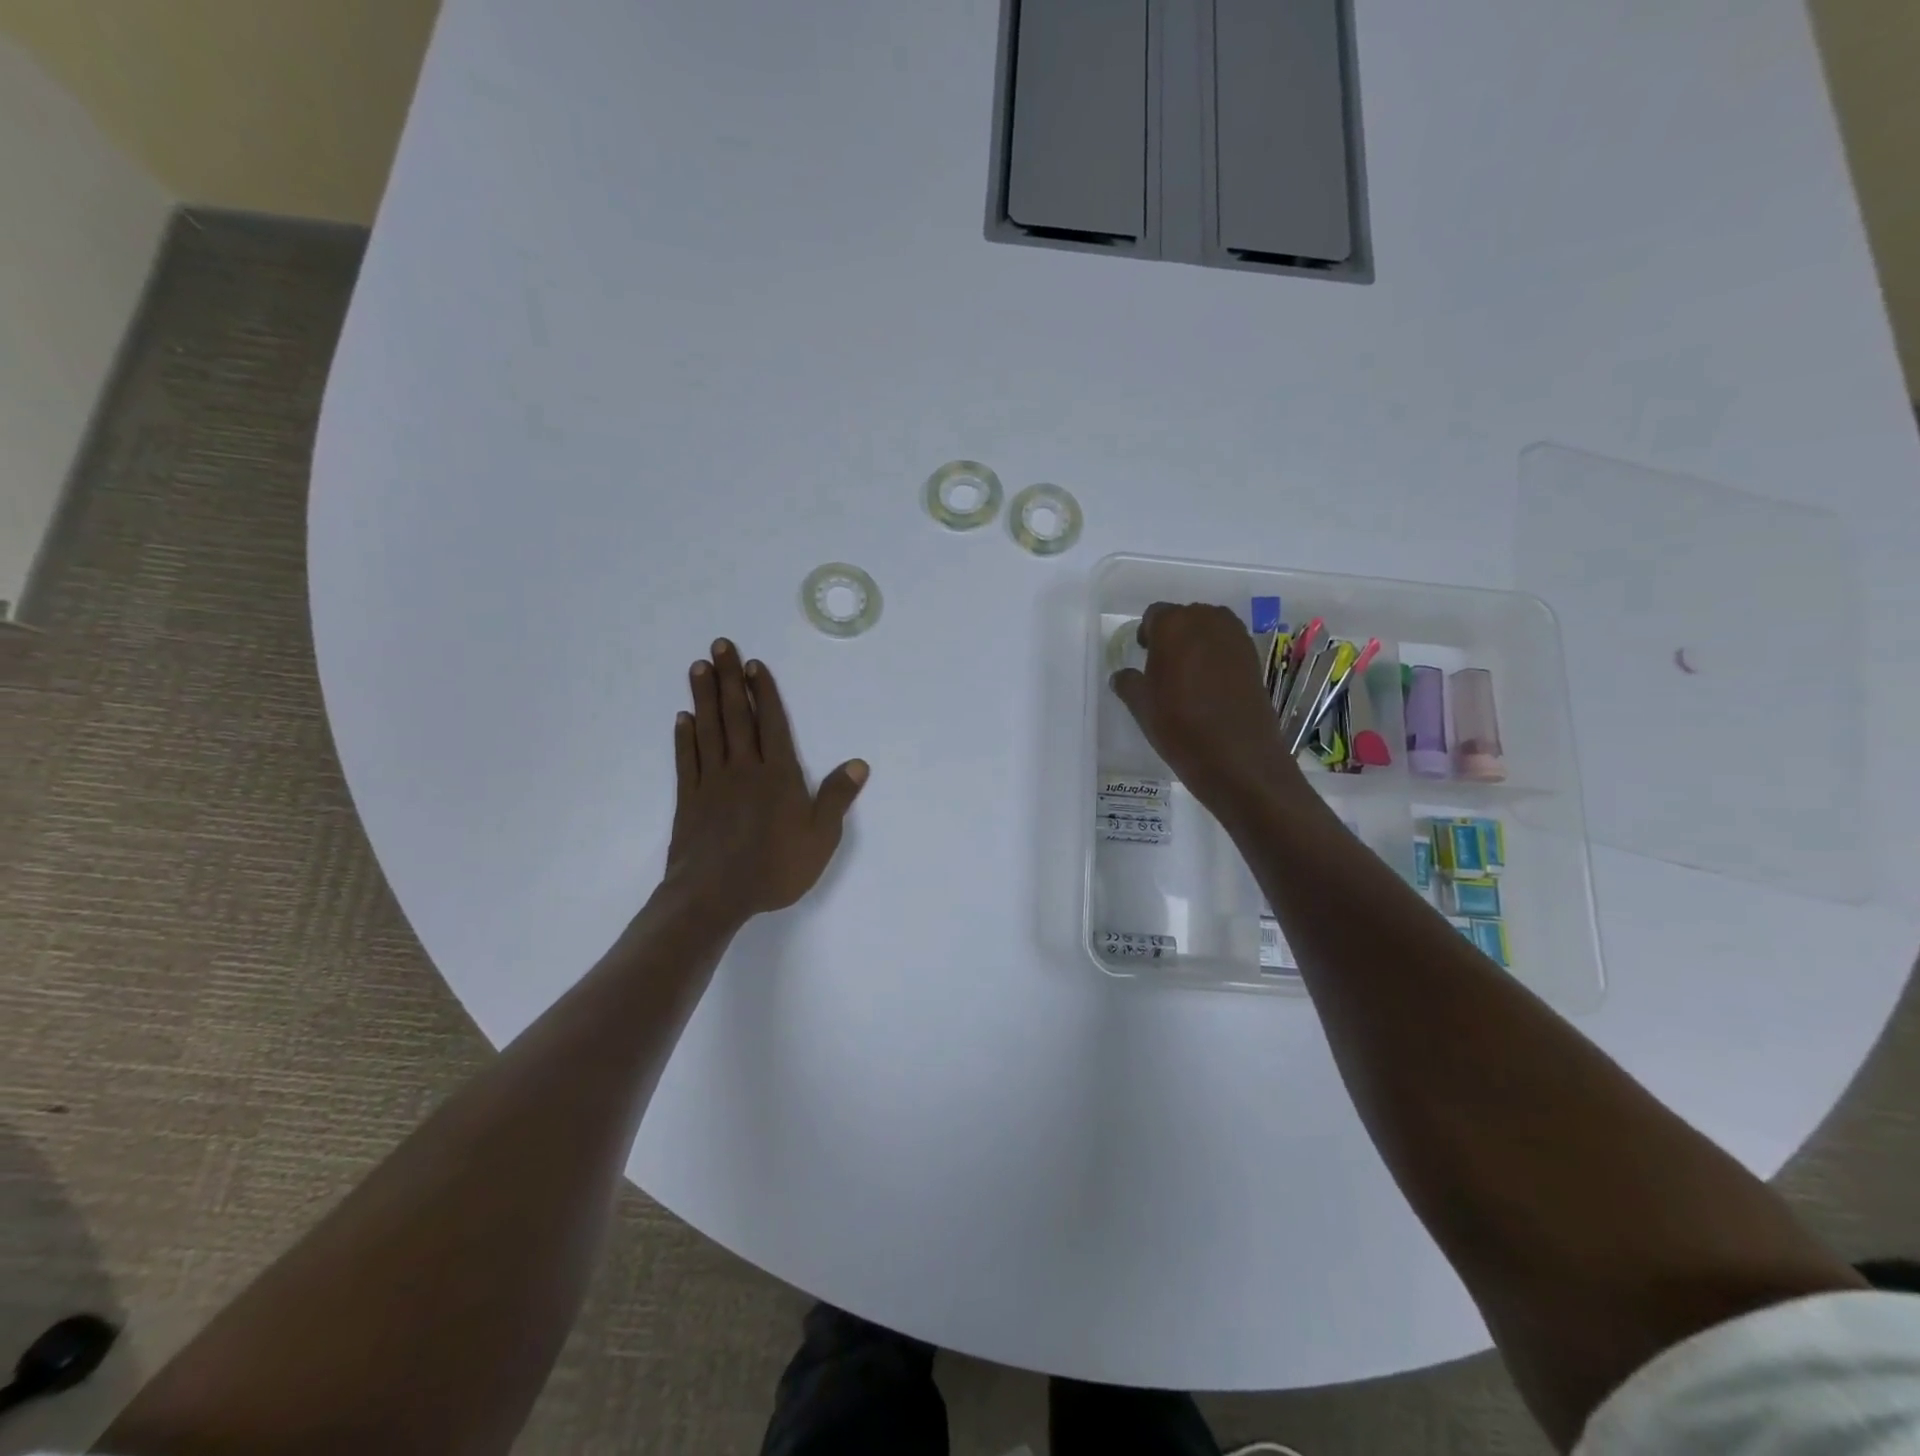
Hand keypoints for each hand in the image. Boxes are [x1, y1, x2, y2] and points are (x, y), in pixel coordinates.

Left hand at [666, 639, 867, 920]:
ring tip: (699, 668)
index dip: (764, 692)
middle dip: (730, 680)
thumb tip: (858, 763)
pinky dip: (684, 737)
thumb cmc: (775, 868)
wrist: (715, 896)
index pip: (772, 724)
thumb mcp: (821, 837)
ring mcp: (712, 782)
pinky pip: (687, 760)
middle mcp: (744, 769)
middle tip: (719, 646)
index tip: (754, 664)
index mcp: (778, 775)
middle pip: (737, 716)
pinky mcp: (689, 800)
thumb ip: (836, 797)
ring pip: (708, 730)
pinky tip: (683, 718)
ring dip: (704, 697)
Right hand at [1110, 603, 1298, 817]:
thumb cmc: (1178, 725)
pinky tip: (1210, 686)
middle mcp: (1207, 620)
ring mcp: (1235, 637)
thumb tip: (1123, 676)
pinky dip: (1217, 657)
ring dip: (1197, 644)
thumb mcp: (1141, 706)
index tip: (1144, 656)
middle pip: (1185, 618)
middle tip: (1164, 666)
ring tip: (1187, 675)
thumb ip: (1128, 683)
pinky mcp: (1254, 657)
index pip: (1154, 616)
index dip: (1147, 635)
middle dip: (1173, 636)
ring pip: (1209, 629)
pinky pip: (1228, 646)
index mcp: (1173, 624)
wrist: (1237, 756)